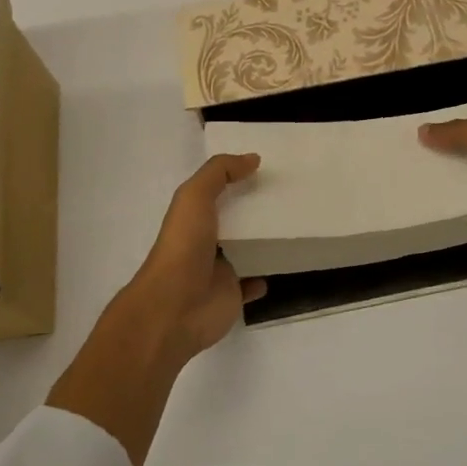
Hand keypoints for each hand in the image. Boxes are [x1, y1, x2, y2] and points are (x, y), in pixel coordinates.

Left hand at [45, 153, 263, 465]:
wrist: (174, 308)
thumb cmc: (183, 247)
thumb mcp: (194, 196)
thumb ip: (219, 172)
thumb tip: (252, 158)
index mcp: (193, 216)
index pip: (215, 191)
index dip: (235, 177)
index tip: (266, 166)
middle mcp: (206, 240)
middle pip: (234, 219)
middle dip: (254, 208)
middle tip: (288, 194)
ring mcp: (219, 270)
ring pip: (245, 250)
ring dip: (262, 241)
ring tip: (291, 226)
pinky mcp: (232, 295)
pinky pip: (252, 283)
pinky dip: (264, 276)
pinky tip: (281, 265)